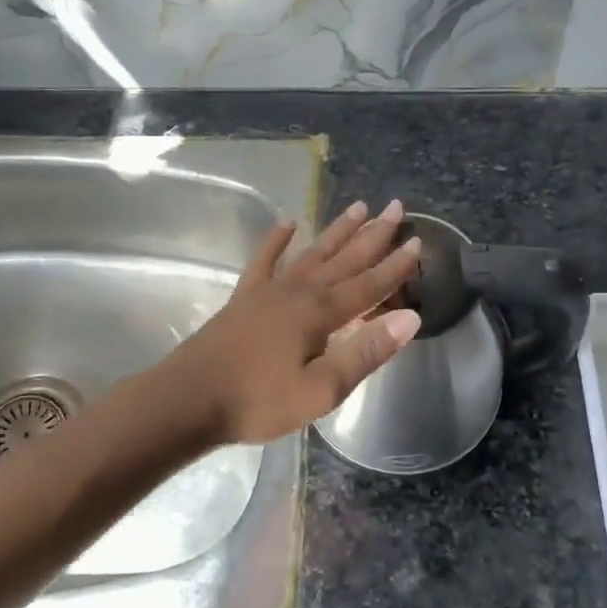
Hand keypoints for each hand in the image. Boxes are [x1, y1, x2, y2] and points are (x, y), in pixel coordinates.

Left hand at [158, 199, 423, 444]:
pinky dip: (277, 240)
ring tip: (358, 206)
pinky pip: (265, 259)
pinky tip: (288, 222)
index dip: (396, 266)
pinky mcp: (245, 296)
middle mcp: (299, 291)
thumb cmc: (259, 401)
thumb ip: (365, 352)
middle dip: (373, 235)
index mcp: (321, 313)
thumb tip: (410, 318)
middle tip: (396, 206)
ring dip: (337, 231)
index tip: (418, 241)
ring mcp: (269, 289)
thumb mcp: (321, 390)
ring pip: (312, 252)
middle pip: (345, 258)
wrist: (188, 399)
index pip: (369, 285)